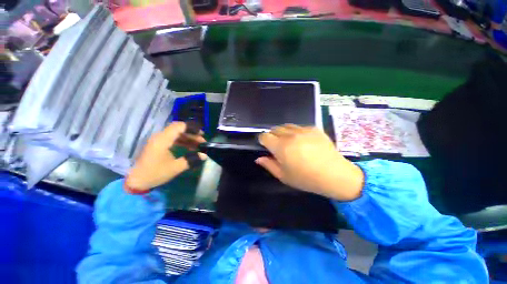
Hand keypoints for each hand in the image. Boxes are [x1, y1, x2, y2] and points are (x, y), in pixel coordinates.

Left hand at [125, 122, 206, 192]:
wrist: (136, 181)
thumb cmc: (155, 173)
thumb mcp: (175, 168)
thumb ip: (191, 160)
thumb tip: (204, 155)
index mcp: (163, 140)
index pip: (179, 126)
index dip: (192, 128)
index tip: (202, 134)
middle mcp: (160, 137)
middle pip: (179, 129)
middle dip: (192, 134)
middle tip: (202, 141)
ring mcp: (159, 140)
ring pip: (177, 134)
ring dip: (188, 138)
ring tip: (198, 145)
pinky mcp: (158, 145)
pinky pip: (173, 139)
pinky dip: (182, 142)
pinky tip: (190, 148)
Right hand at [256, 124, 363, 200]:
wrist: (335, 175)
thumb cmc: (306, 179)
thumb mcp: (284, 176)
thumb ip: (269, 165)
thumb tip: (258, 158)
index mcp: (281, 147)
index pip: (264, 136)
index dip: (263, 140)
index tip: (266, 146)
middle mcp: (290, 135)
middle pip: (274, 129)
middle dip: (272, 136)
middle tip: (278, 146)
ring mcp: (303, 130)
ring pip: (286, 126)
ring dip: (283, 133)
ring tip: (290, 142)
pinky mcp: (314, 128)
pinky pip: (299, 127)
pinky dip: (296, 132)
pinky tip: (303, 141)